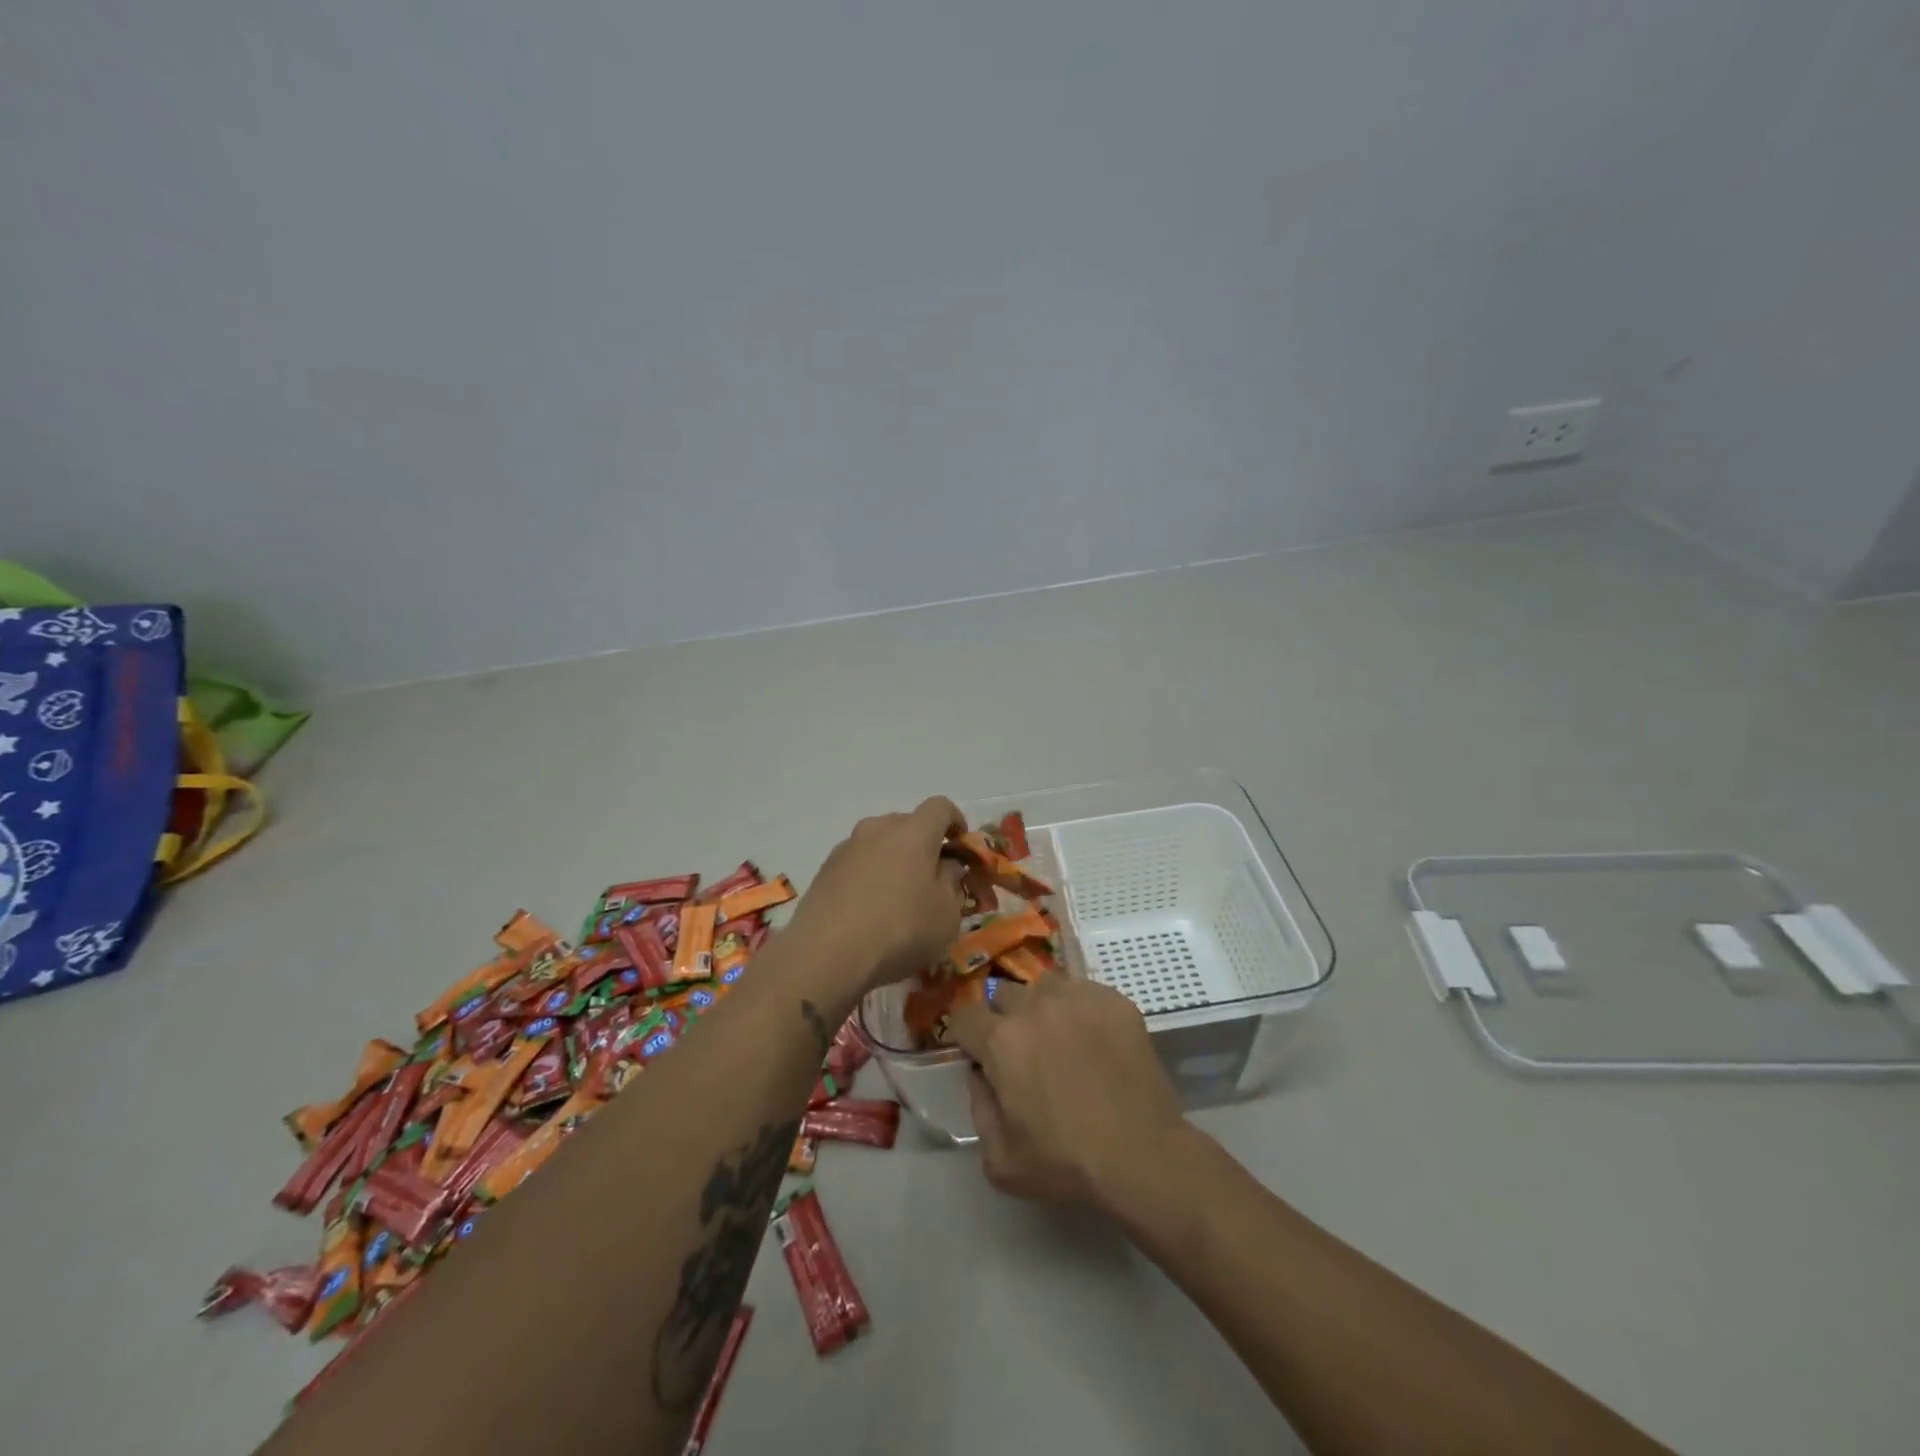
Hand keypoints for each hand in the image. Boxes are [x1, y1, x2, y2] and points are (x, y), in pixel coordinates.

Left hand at [784, 796, 969, 996]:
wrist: (826, 954)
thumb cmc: (900, 930)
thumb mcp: (946, 915)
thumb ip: (953, 883)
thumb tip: (948, 866)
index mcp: (914, 832)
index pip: (940, 807)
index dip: (955, 821)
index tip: (961, 847)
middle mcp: (878, 829)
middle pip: (908, 823)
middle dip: (924, 843)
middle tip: (931, 878)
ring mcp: (847, 846)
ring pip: (879, 842)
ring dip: (894, 859)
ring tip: (897, 896)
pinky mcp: (825, 869)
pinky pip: (857, 862)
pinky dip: (869, 875)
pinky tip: (869, 908)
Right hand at [948, 975, 1185, 1207]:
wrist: (1143, 1155)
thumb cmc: (1066, 1162)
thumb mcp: (1000, 1158)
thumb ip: (978, 1107)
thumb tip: (980, 1074)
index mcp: (1002, 1041)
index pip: (964, 1016)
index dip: (967, 1036)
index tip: (979, 1053)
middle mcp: (1035, 1006)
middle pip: (1004, 994)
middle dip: (1005, 1018)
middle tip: (1024, 1050)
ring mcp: (1078, 997)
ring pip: (1045, 986)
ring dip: (1042, 1007)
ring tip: (1060, 1038)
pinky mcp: (1114, 1001)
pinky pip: (1085, 991)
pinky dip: (1081, 1010)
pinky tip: (1095, 1040)